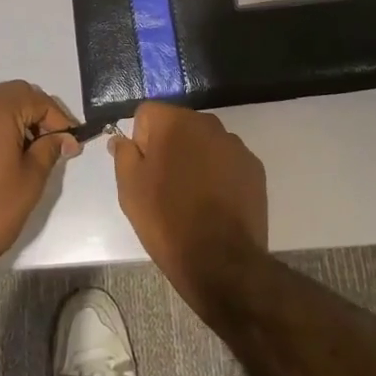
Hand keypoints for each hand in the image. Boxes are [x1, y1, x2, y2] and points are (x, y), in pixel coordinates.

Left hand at [0, 81, 79, 280]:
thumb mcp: (30, 180)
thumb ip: (48, 150)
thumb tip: (62, 137)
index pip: (36, 98)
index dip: (58, 119)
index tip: (70, 145)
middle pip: (10, 98)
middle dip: (34, 117)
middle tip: (50, 146)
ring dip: (9, 126)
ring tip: (22, 158)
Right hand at [111, 102, 267, 314]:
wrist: (221, 261)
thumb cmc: (167, 220)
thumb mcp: (130, 188)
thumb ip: (123, 154)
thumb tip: (120, 139)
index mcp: (174, 122)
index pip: (147, 114)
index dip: (140, 140)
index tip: (143, 169)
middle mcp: (207, 123)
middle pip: (178, 125)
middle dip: (169, 146)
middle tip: (164, 185)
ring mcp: (235, 145)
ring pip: (204, 142)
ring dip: (195, 158)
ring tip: (192, 197)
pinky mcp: (254, 167)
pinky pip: (227, 161)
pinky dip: (219, 173)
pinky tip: (215, 203)